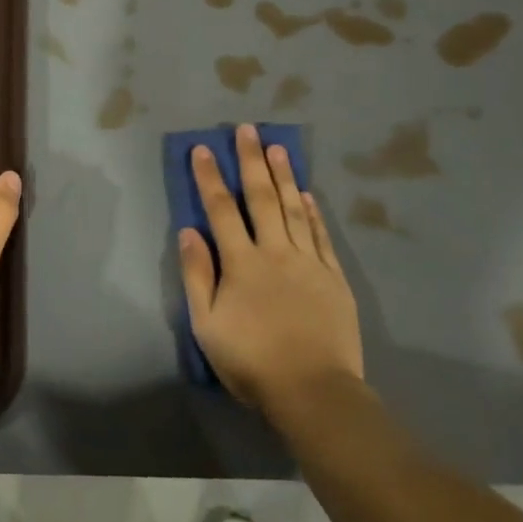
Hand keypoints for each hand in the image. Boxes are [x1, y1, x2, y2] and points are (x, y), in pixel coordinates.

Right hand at [179, 124, 363, 411]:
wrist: (314, 391)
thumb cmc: (252, 361)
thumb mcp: (207, 324)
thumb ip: (197, 275)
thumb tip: (189, 231)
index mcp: (241, 263)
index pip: (221, 209)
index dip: (210, 177)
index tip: (202, 149)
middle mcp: (275, 252)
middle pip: (262, 198)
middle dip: (251, 161)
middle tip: (247, 130)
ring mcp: (308, 262)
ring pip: (295, 209)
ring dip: (284, 176)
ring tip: (278, 147)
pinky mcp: (333, 278)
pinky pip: (321, 235)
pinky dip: (313, 211)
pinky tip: (308, 194)